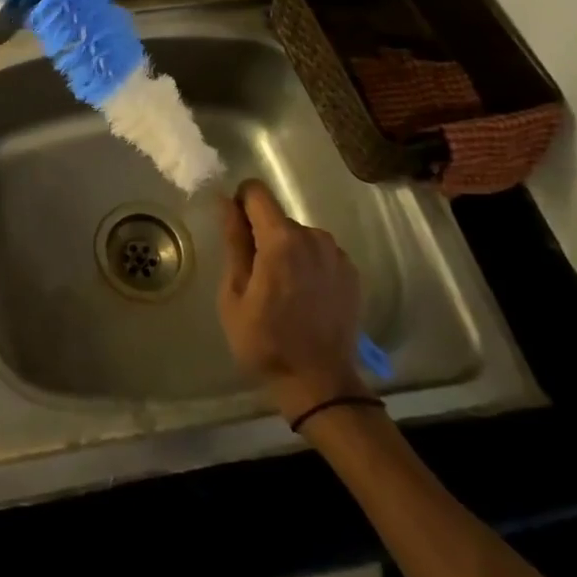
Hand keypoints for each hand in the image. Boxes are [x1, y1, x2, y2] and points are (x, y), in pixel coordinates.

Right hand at [219, 180, 369, 422]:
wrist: (321, 385)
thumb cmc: (266, 342)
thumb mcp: (234, 294)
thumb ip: (234, 242)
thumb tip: (225, 202)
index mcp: (281, 239)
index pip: (256, 192)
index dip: (241, 205)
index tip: (237, 235)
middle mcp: (313, 236)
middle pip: (277, 217)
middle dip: (263, 236)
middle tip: (257, 277)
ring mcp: (336, 254)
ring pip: (299, 235)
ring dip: (287, 251)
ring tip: (283, 291)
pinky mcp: (351, 272)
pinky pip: (319, 253)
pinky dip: (309, 265)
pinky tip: (306, 298)